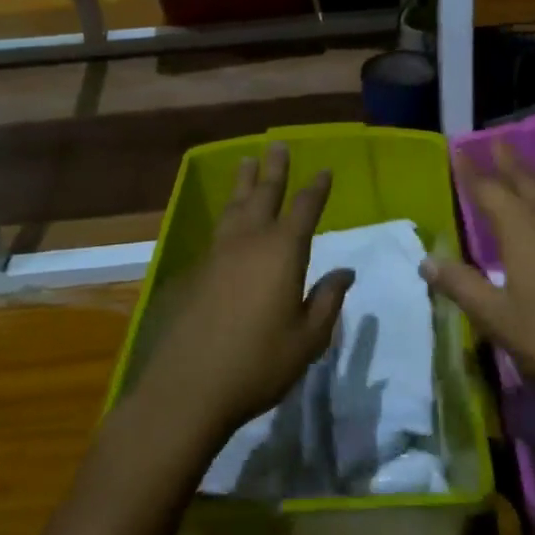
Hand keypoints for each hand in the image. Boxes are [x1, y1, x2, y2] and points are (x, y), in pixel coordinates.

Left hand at [132, 143, 352, 448]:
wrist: (188, 388)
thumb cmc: (259, 363)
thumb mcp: (308, 339)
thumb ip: (328, 301)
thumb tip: (345, 272)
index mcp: (282, 252)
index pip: (304, 209)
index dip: (316, 188)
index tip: (325, 171)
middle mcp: (249, 241)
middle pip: (264, 195)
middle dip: (274, 170)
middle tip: (278, 145)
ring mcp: (218, 254)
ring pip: (235, 207)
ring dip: (244, 183)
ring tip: (247, 163)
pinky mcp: (197, 271)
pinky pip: (218, 229)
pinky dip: (227, 213)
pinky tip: (228, 219)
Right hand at [422, 141, 534, 412]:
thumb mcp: (498, 318)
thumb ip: (462, 286)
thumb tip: (427, 261)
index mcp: (521, 227)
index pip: (488, 189)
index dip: (471, 171)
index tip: (460, 151)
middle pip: (526, 178)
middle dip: (508, 160)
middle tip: (497, 141)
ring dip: (534, 176)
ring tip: (524, 170)